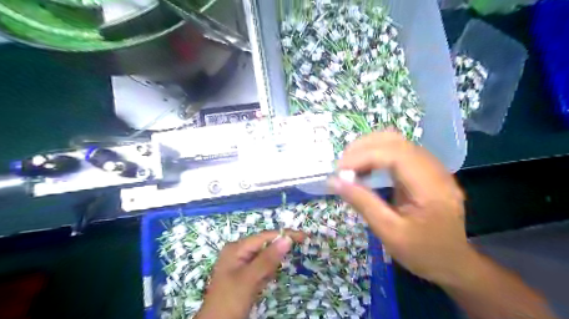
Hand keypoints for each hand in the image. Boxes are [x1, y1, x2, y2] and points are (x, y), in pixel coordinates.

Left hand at [196, 230, 305, 318]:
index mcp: (236, 248)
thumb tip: (287, 239)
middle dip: (280, 248)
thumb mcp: (249, 279)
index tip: (304, 236)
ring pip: (264, 257)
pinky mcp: (244, 276)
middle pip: (265, 244)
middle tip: (300, 247)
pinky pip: (261, 268)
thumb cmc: (229, 300)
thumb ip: (268, 259)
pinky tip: (267, 280)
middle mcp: (238, 252)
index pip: (265, 236)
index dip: (285, 235)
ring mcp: (241, 264)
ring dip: (274, 262)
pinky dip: (268, 272)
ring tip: (274, 271)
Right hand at [327, 131, 474, 284]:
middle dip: (363, 147)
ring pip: (395, 141)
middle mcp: (434, 169)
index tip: (339, 170)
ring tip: (349, 166)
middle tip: (341, 166)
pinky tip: (364, 169)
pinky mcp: (424, 169)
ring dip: (368, 148)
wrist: (453, 262)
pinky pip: (397, 151)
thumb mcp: (389, 232)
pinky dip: (376, 154)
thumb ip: (362, 203)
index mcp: (431, 187)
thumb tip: (334, 181)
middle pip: (395, 140)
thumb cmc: (423, 252)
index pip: (395, 154)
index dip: (363, 156)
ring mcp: (431, 167)